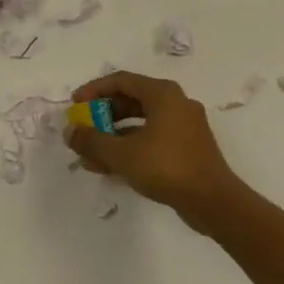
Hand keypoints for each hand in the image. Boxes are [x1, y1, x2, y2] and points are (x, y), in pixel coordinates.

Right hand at [64, 71, 243, 231]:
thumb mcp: (122, 154)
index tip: (75, 104)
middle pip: (130, 101)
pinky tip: (109, 168)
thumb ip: (92, 140)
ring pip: (140, 123)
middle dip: (102, 116)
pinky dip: (130, 148)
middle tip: (82, 129)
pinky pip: (152, 139)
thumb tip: (70, 132)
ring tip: (89, 155)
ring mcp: (184, 126)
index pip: (121, 81)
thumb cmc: (166, 167)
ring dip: (113, 136)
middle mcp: (175, 103)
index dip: (94, 90)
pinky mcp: (187, 148)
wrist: (213, 202)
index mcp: (163, 94)